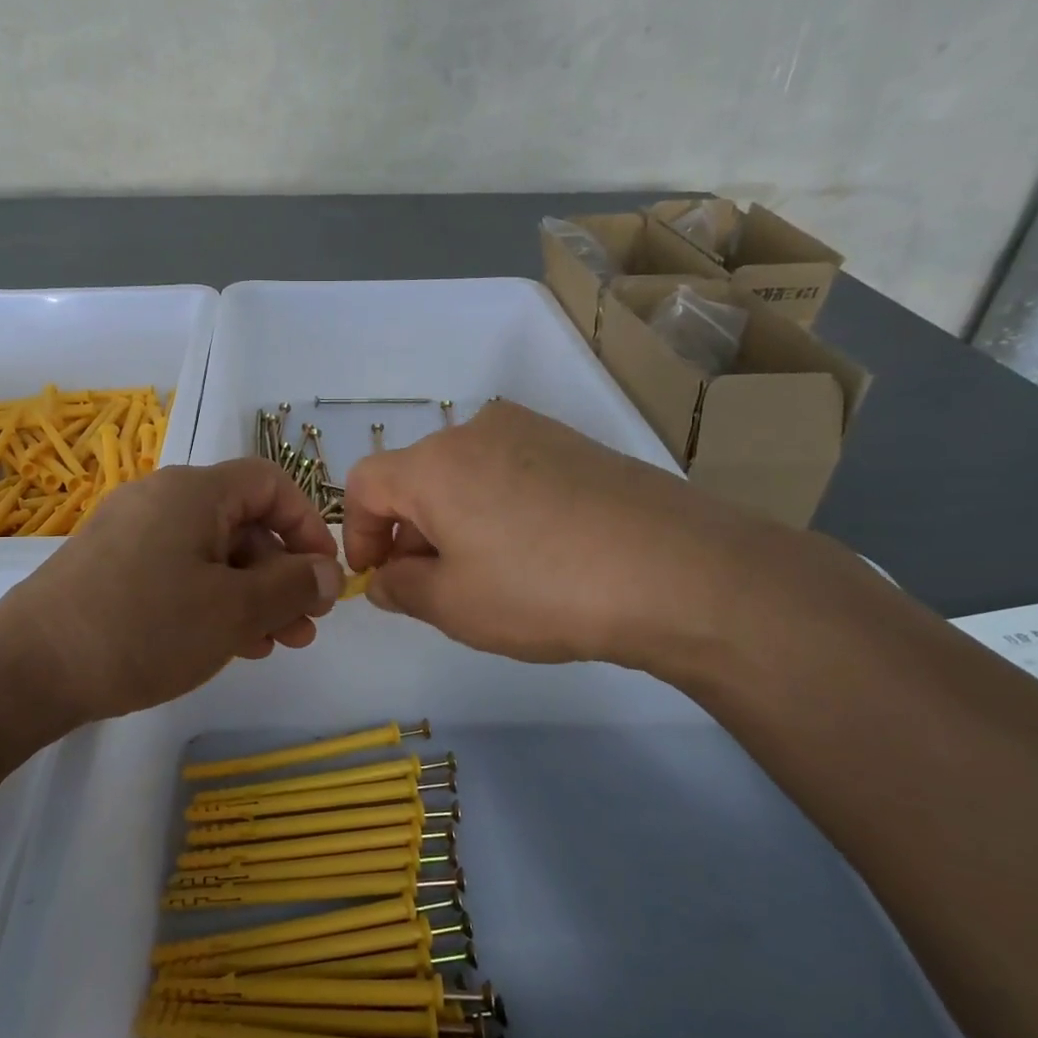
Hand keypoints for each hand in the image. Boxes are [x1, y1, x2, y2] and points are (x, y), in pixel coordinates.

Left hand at [0, 459, 343, 724]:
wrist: (28, 669)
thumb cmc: (143, 629)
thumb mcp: (233, 611)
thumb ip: (291, 586)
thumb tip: (329, 572)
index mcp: (193, 491)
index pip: (270, 483)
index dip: (307, 525)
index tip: (324, 576)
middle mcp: (161, 499)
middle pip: (242, 523)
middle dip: (281, 574)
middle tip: (304, 627)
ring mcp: (130, 533)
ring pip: (211, 554)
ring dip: (250, 595)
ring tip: (273, 644)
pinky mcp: (110, 567)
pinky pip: (177, 571)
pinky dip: (210, 600)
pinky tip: (227, 643)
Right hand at [343, 400, 792, 670]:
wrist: (678, 571)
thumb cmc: (542, 590)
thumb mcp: (453, 606)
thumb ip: (401, 589)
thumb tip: (386, 578)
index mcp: (433, 463)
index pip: (364, 484)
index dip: (358, 532)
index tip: (377, 577)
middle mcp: (476, 431)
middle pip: (416, 477)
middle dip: (410, 532)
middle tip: (433, 587)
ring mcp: (532, 431)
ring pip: (464, 474)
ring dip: (455, 520)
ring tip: (489, 574)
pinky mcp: (575, 444)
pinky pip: (510, 471)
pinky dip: (498, 508)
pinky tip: (535, 552)